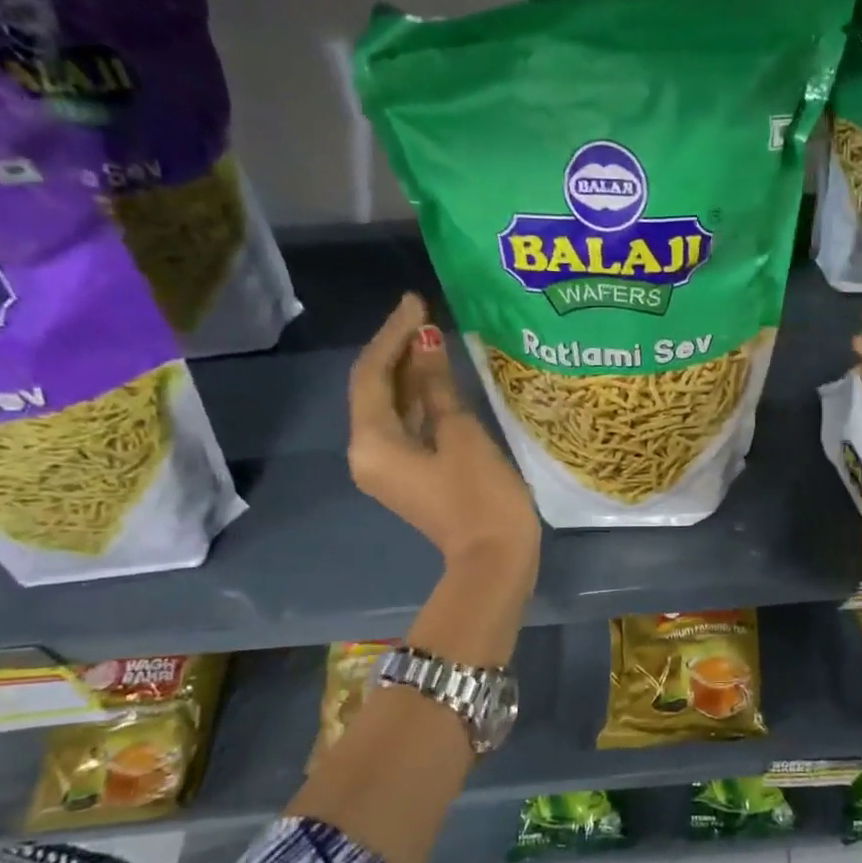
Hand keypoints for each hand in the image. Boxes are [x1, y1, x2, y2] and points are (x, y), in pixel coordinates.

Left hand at [348, 293, 539, 588]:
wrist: (494, 561)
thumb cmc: (481, 497)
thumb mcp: (462, 435)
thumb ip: (439, 387)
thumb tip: (426, 344)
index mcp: (372, 442)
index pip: (372, 374)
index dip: (393, 334)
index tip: (417, 301)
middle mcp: (367, 452)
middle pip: (374, 388)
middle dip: (397, 349)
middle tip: (426, 312)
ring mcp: (387, 467)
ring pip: (390, 407)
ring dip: (409, 373)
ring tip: (434, 335)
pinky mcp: (409, 475)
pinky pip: (405, 426)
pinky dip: (419, 400)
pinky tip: (439, 376)